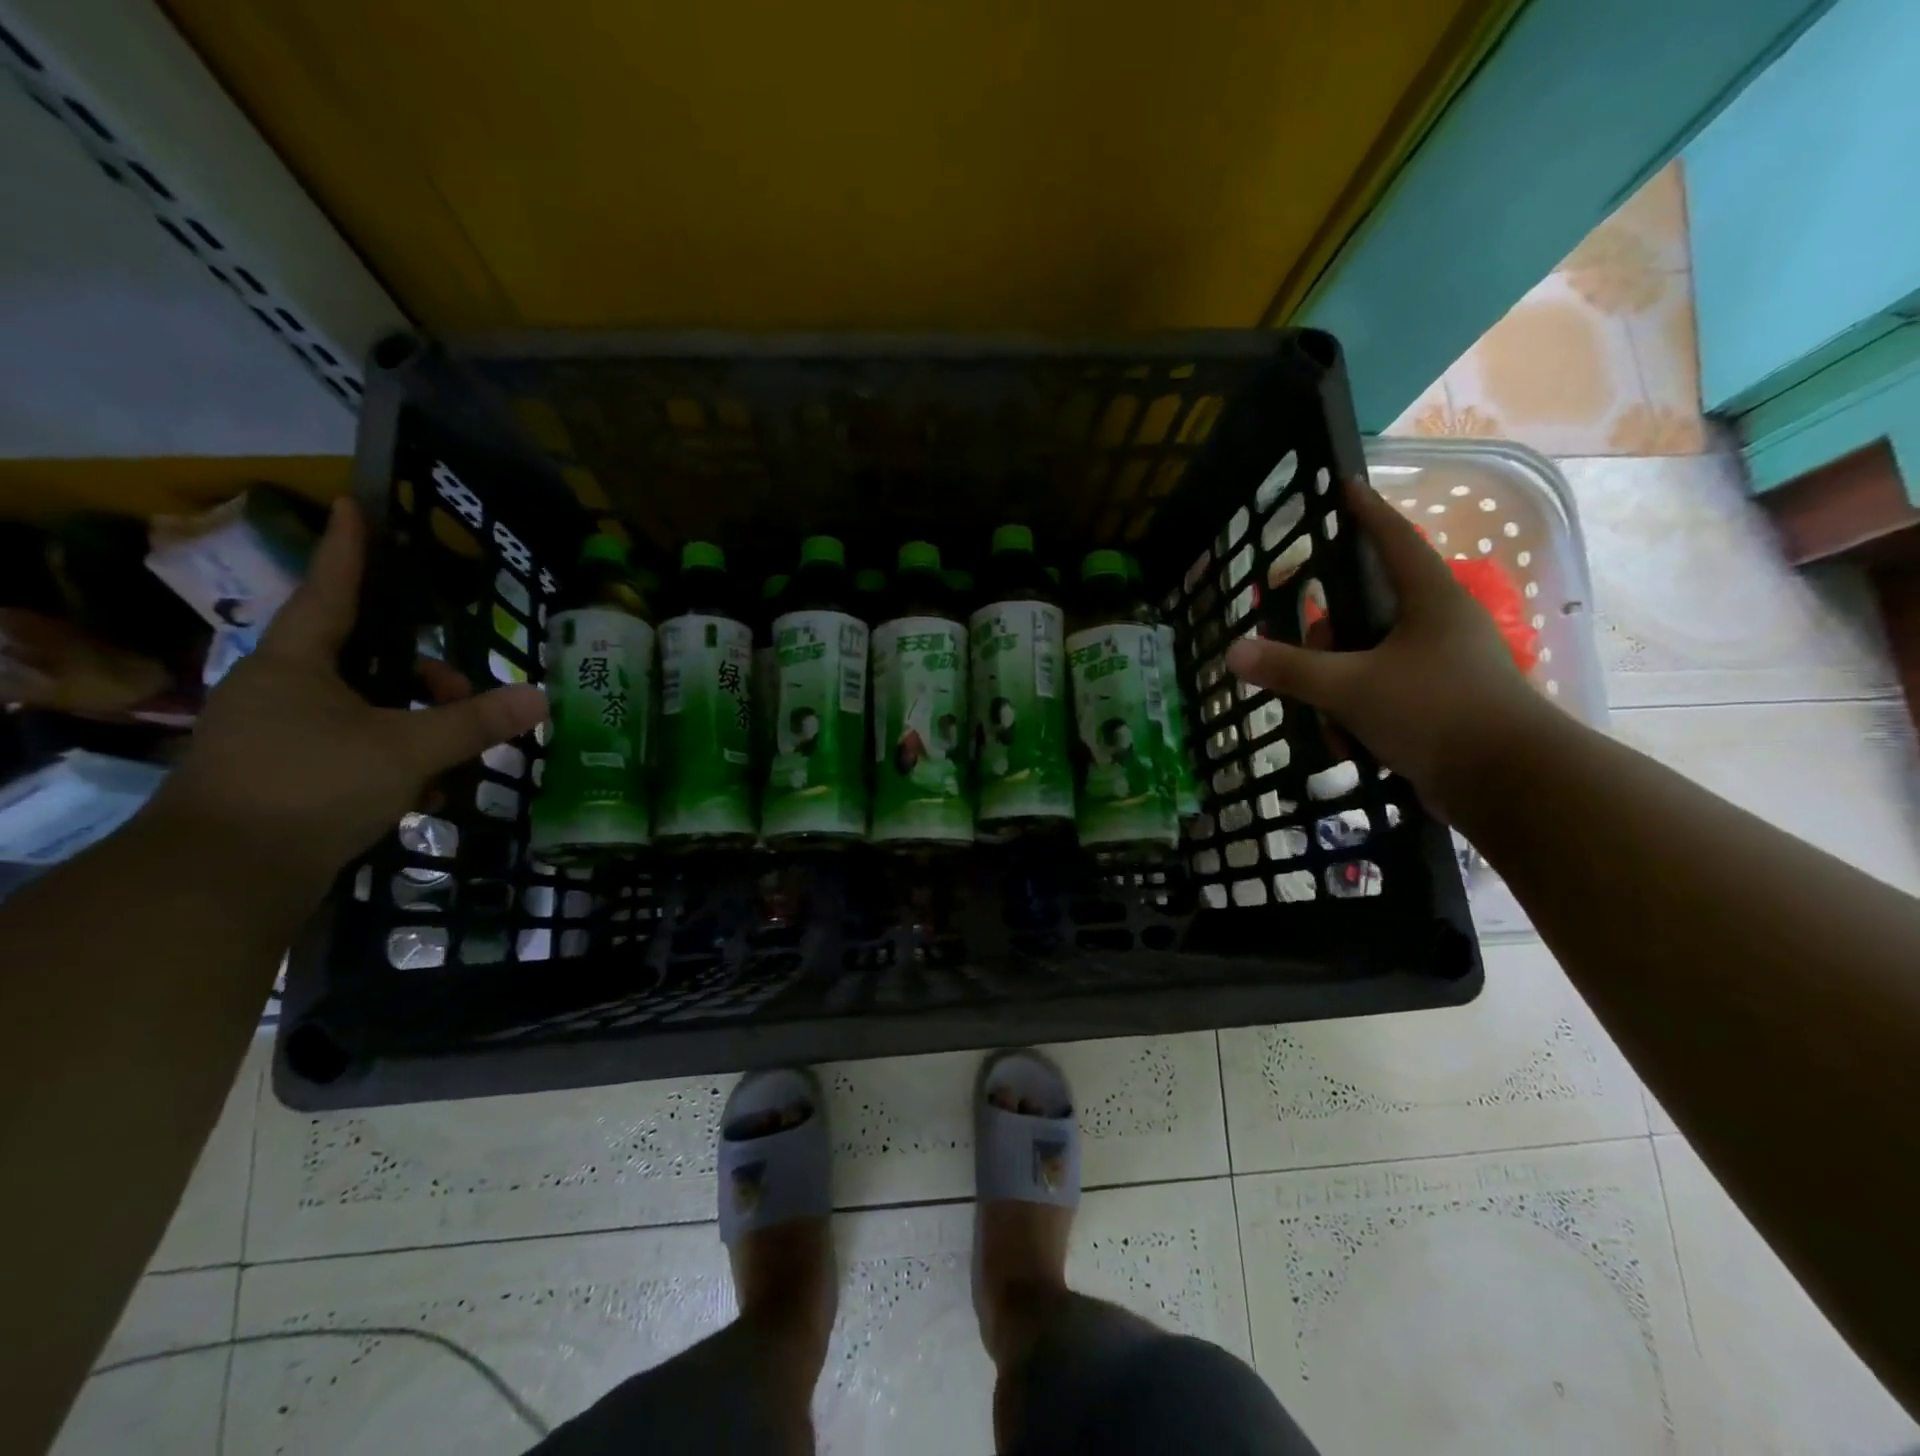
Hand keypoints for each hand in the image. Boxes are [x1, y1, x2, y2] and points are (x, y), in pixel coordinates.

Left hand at [152, 497, 547, 898]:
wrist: (222, 878)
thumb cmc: (311, 787)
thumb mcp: (407, 749)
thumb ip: (474, 722)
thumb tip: (540, 697)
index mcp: (295, 663)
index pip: (330, 591)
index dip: (348, 550)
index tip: (352, 505)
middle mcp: (278, 688)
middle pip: (360, 657)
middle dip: (419, 670)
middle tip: (464, 692)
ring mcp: (275, 734)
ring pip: (360, 707)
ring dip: (412, 720)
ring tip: (457, 751)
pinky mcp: (281, 775)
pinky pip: (351, 746)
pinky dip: (392, 757)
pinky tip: (427, 789)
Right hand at [1225, 478, 1559, 820]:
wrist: (1508, 783)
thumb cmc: (1434, 712)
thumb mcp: (1350, 688)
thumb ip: (1290, 669)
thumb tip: (1234, 651)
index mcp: (1429, 600)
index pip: (1393, 539)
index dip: (1366, 513)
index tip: (1345, 485)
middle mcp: (1438, 625)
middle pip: (1364, 612)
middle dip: (1327, 641)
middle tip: (1307, 661)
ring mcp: (1441, 667)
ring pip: (1367, 661)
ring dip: (1338, 692)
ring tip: (1331, 726)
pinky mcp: (1440, 705)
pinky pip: (1381, 696)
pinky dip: (1357, 717)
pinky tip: (1348, 748)